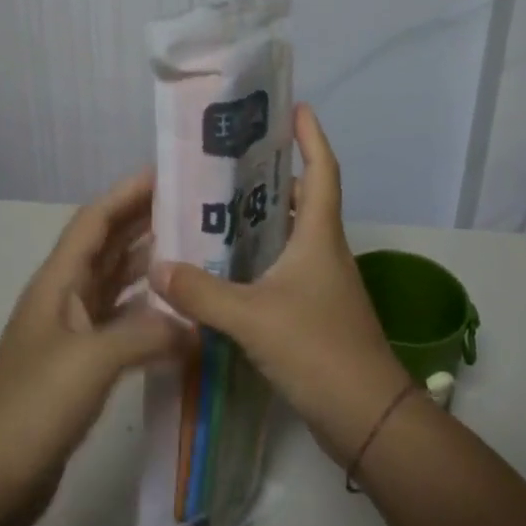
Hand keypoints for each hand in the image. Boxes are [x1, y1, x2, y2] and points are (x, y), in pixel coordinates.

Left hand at [0, 170, 189, 525]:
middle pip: (107, 247)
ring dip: (149, 267)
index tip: (168, 174)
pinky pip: (120, 326)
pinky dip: (147, 315)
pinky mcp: (80, 369)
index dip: (127, 193)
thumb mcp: (90, 361)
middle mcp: (64, 299)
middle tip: (195, 210)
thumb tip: (194, 327)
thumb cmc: (30, 407)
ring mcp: (71, 335)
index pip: (95, 221)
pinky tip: (177, 318)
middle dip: (145, 223)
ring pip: (115, 285)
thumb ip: (146, 335)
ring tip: (196, 254)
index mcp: (58, 283)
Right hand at [151, 105, 410, 465]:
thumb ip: (202, 292)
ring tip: (218, 209)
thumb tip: (158, 266)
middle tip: (230, 163)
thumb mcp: (252, 317)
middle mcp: (324, 251)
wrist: (366, 417)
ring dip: (263, 219)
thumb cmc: (318, 349)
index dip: (311, 136)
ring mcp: (323, 284)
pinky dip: (260, 258)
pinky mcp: (315, 313)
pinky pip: (284, 269)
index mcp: (319, 236)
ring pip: (291, 236)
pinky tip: (227, 269)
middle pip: (303, 199)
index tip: (295, 107)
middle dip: (273, 175)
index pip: (322, 170)